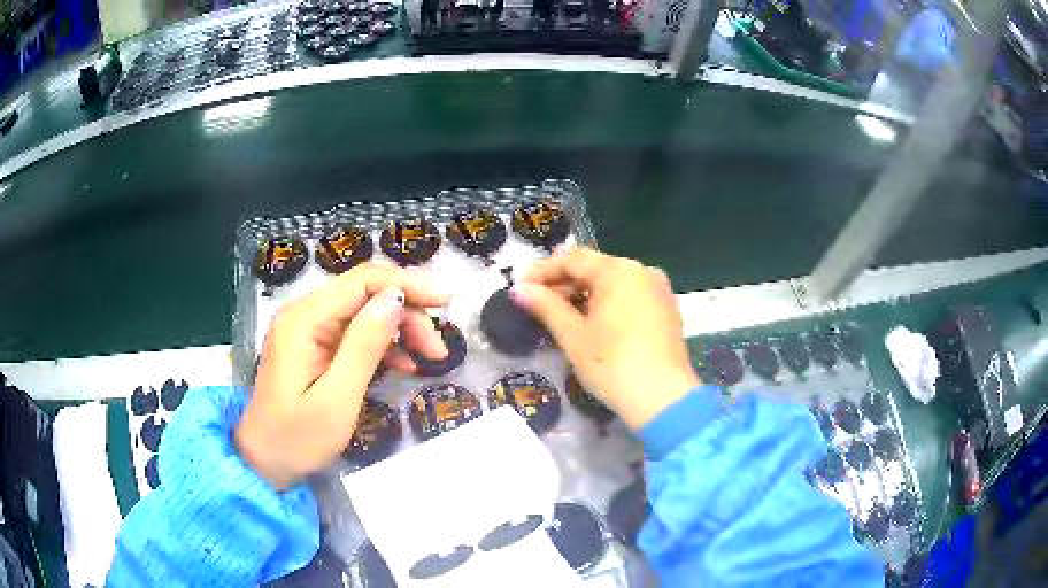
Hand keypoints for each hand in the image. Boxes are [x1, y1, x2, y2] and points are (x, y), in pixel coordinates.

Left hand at [236, 265, 451, 489]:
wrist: (264, 462)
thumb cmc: (297, 439)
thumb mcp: (336, 399)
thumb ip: (364, 346)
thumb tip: (396, 299)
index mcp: (303, 319)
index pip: (362, 280)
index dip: (407, 283)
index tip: (447, 301)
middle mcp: (304, 314)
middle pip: (365, 293)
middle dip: (407, 312)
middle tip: (438, 348)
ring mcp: (308, 329)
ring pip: (364, 311)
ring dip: (399, 329)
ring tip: (428, 357)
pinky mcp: (314, 346)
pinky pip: (354, 333)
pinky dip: (382, 344)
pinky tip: (404, 364)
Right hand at [512, 248, 698, 429]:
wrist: (663, 398)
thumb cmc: (612, 364)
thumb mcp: (573, 335)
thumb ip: (546, 306)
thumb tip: (519, 289)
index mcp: (618, 270)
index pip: (573, 259)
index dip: (543, 271)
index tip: (520, 285)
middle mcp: (642, 271)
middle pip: (595, 268)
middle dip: (565, 283)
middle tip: (537, 302)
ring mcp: (659, 290)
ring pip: (614, 283)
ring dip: (586, 294)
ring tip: (562, 314)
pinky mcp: (668, 310)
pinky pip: (631, 296)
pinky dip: (609, 304)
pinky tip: (594, 323)